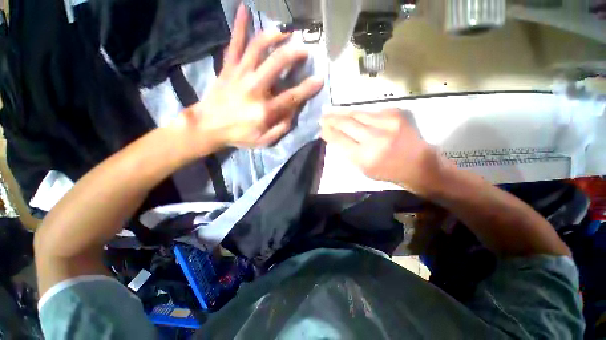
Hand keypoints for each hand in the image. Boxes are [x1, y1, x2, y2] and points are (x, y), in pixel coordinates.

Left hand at [178, 4, 323, 151]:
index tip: (319, 79)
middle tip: (304, 51)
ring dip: (273, 37)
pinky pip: (234, 44)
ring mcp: (239, 75)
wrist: (207, 126)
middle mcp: (254, 88)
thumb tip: (292, 114)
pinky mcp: (228, 68)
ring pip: (257, 48)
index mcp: (264, 110)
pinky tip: (244, 9)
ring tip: (285, 33)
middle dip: (293, 54)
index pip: (291, 96)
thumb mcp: (263, 141)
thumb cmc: (238, 136)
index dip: (307, 88)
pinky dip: (239, 26)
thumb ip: (280, 129)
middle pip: (276, 63)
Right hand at [320, 109, 452, 196]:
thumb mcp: (363, 169)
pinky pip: (370, 112)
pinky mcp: (395, 114)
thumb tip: (334, 137)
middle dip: (331, 119)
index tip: (320, 128)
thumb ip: (347, 152)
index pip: (339, 139)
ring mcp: (386, 123)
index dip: (327, 132)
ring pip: (357, 114)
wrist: (417, 163)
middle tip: (322, 116)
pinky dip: (358, 114)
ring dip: (342, 113)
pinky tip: (352, 114)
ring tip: (332, 112)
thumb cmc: (387, 171)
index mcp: (365, 156)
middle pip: (346, 123)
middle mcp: (375, 138)